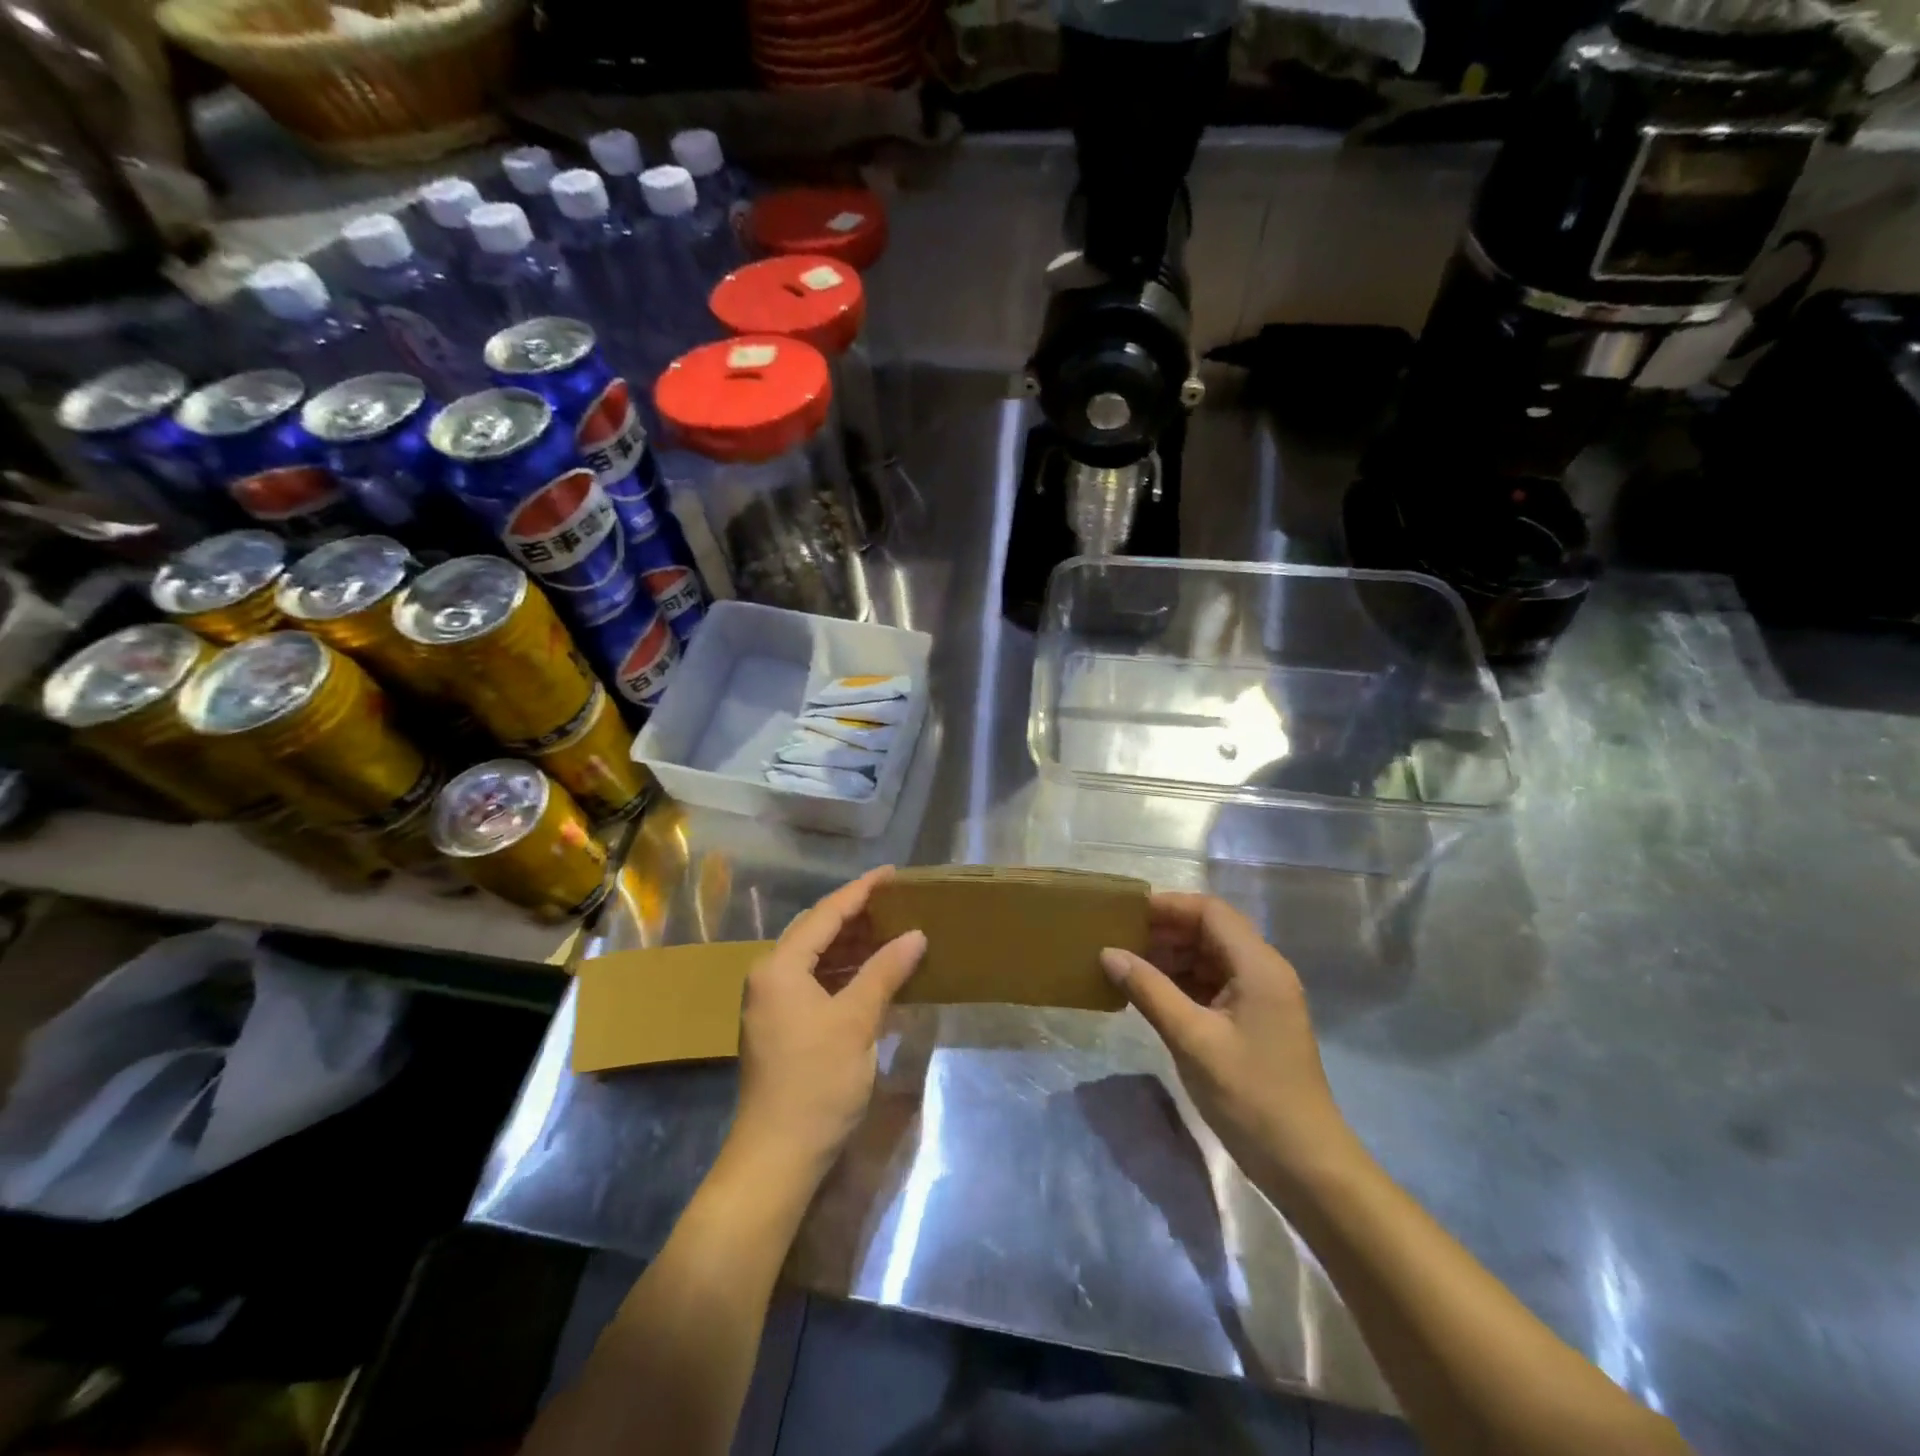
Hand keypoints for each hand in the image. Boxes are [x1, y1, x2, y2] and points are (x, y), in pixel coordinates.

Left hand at [733, 868, 926, 1178]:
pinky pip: (816, 982)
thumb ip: (884, 972)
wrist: (777, 1157)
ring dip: (852, 944)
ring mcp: (773, 1003)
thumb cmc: (816, 1082)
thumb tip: (915, 935)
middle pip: (817, 931)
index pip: (826, 914)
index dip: (861, 891)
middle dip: (857, 914)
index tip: (892, 873)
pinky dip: (845, 972)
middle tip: (897, 900)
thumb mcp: (856, 1022)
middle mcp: (770, 977)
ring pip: (817, 958)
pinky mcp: (782, 1026)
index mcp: (780, 967)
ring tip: (892, 929)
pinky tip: (874, 973)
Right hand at [1102, 893, 1354, 1189]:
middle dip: (1165, 932)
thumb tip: (1108, 952)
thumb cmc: (1250, 1096)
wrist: (1306, 1166)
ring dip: (1171, 958)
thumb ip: (1149, 990)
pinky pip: (1214, 985)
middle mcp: (1264, 971)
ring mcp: (1262, 997)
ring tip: (1128, 968)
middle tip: (1119, 942)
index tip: (1125, 914)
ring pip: (1211, 958)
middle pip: (1211, 931)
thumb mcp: (1191, 1040)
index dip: (1167, 906)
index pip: (1210, 912)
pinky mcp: (1255, 1022)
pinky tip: (1152, 996)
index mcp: (1259, 965)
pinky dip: (1183, 983)